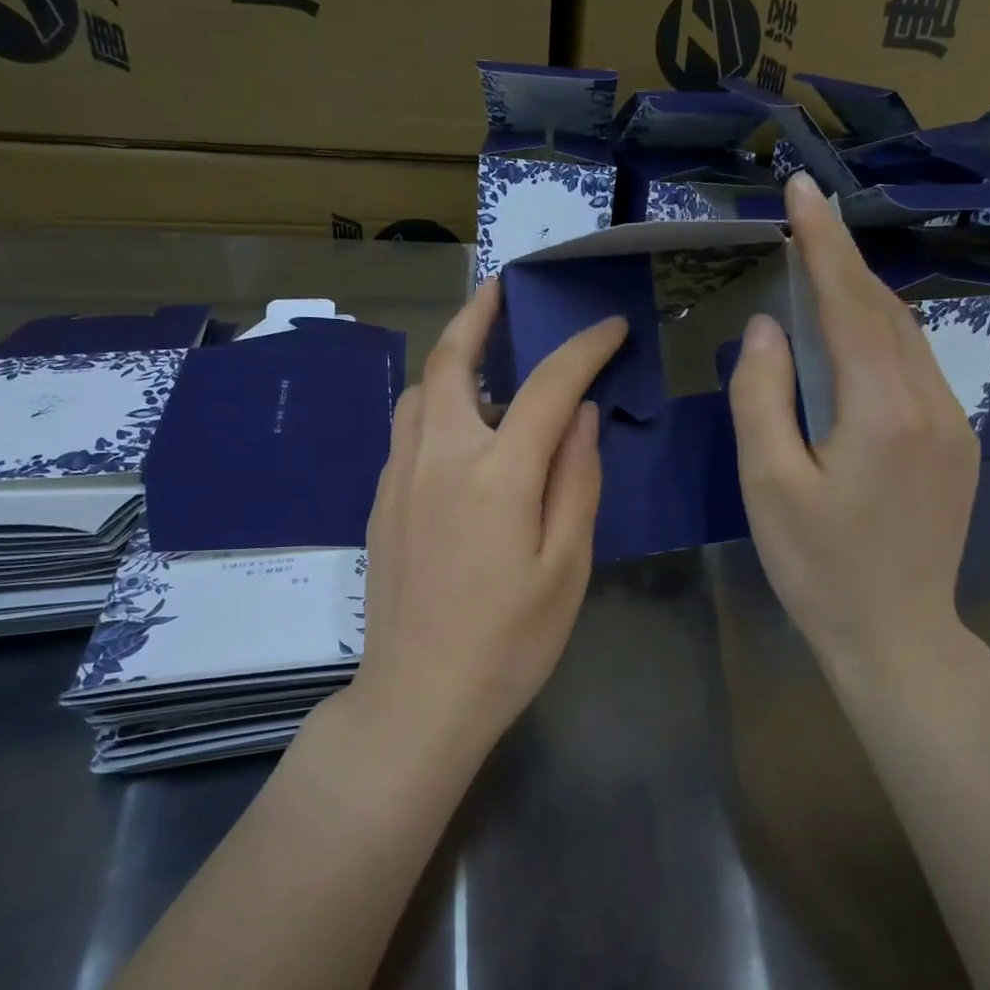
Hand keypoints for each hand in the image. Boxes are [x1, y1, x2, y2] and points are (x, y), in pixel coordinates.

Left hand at [351, 277, 628, 752]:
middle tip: (502, 290)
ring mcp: (399, 476)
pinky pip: (407, 429)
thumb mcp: (565, 566)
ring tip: (486, 365)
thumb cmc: (508, 642)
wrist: (417, 699)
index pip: (546, 386)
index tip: (609, 328)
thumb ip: (575, 480)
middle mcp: (438, 457)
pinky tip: (459, 434)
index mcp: (495, 475)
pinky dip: (435, 405)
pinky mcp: (379, 500)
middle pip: (451, 360)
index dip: (583, 349)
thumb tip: (581, 415)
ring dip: (452, 361)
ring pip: (420, 392)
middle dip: (479, 315)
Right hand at [728, 172, 979, 676]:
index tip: (803, 188)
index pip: (848, 303)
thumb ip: (763, 398)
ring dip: (863, 295)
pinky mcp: (957, 446)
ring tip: (822, 268)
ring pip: (907, 336)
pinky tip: (857, 339)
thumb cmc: (819, 566)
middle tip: (807, 216)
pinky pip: (918, 368)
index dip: (822, 242)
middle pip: (883, 309)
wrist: (897, 635)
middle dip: (843, 257)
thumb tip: (767, 329)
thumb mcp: (770, 484)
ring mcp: (954, 424)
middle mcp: (930, 402)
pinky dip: (882, 335)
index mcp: (881, 408)